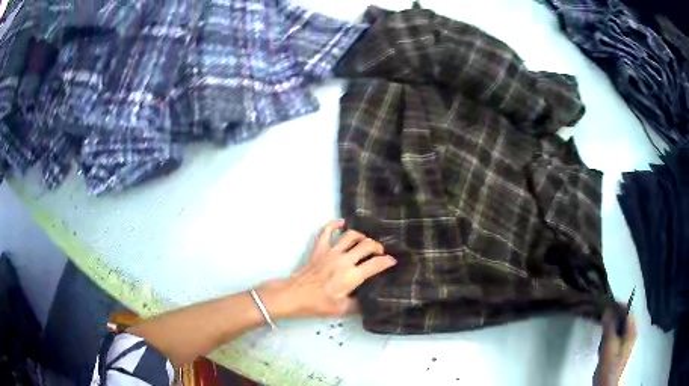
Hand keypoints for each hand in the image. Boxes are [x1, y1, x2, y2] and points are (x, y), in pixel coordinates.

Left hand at [259, 220, 396, 318]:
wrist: (294, 295)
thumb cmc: (318, 304)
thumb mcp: (342, 310)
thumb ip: (359, 306)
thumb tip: (370, 301)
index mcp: (352, 276)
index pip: (376, 264)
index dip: (388, 261)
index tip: (393, 261)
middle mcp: (344, 260)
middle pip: (367, 245)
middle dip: (377, 247)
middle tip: (380, 253)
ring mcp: (331, 252)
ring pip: (351, 235)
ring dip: (361, 236)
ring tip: (365, 242)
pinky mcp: (319, 249)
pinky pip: (326, 231)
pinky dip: (334, 224)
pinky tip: (341, 224)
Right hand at [597, 308, 636, 384]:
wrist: (606, 385)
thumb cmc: (609, 365)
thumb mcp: (609, 345)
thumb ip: (609, 326)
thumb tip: (607, 309)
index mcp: (632, 330)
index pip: (627, 311)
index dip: (617, 306)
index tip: (605, 304)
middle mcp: (631, 334)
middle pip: (623, 319)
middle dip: (612, 319)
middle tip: (602, 321)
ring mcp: (625, 343)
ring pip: (618, 328)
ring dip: (610, 329)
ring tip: (601, 335)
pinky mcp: (619, 350)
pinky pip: (615, 337)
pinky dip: (609, 337)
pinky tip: (602, 345)